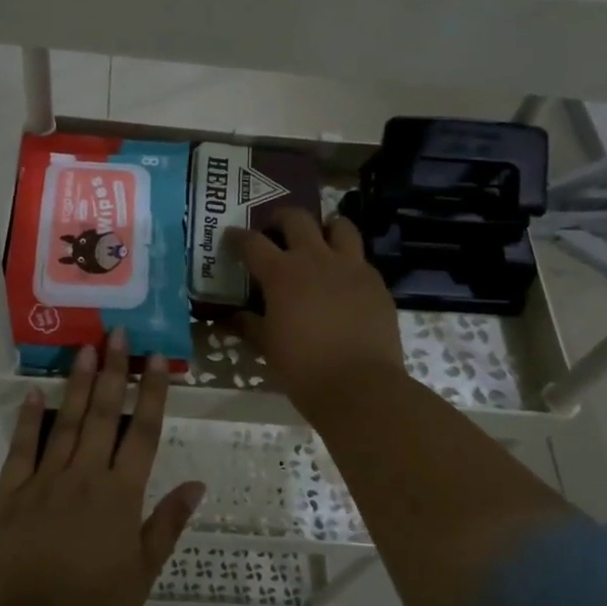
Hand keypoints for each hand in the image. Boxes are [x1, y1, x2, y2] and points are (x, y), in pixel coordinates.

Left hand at [0, 331, 203, 605]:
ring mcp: (43, 483)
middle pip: (103, 414)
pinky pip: (21, 449)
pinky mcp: (9, 496)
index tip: (158, 358)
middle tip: (117, 332)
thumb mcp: (143, 574)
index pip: (141, 432)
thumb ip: (167, 524)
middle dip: (113, 370)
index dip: (152, 392)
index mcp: (120, 496)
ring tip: (86, 347)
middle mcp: (84, 478)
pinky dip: (29, 419)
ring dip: (78, 382)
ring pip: (65, 422)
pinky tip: (36, 392)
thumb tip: (197, 484)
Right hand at [228, 208, 403, 417]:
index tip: (230, 237)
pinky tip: (342, 280)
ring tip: (319, 241)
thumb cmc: (303, 368)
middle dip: (281, 218)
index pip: (253, 243)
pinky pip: (360, 258)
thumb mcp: (268, 347)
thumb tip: (232, 318)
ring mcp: (351, 267)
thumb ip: (249, 325)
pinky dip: (347, 260)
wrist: (360, 387)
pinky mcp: (376, 282)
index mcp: (282, 274)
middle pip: (297, 218)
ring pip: (339, 226)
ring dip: (325, 228)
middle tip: (275, 230)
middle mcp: (316, 259)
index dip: (238, 237)